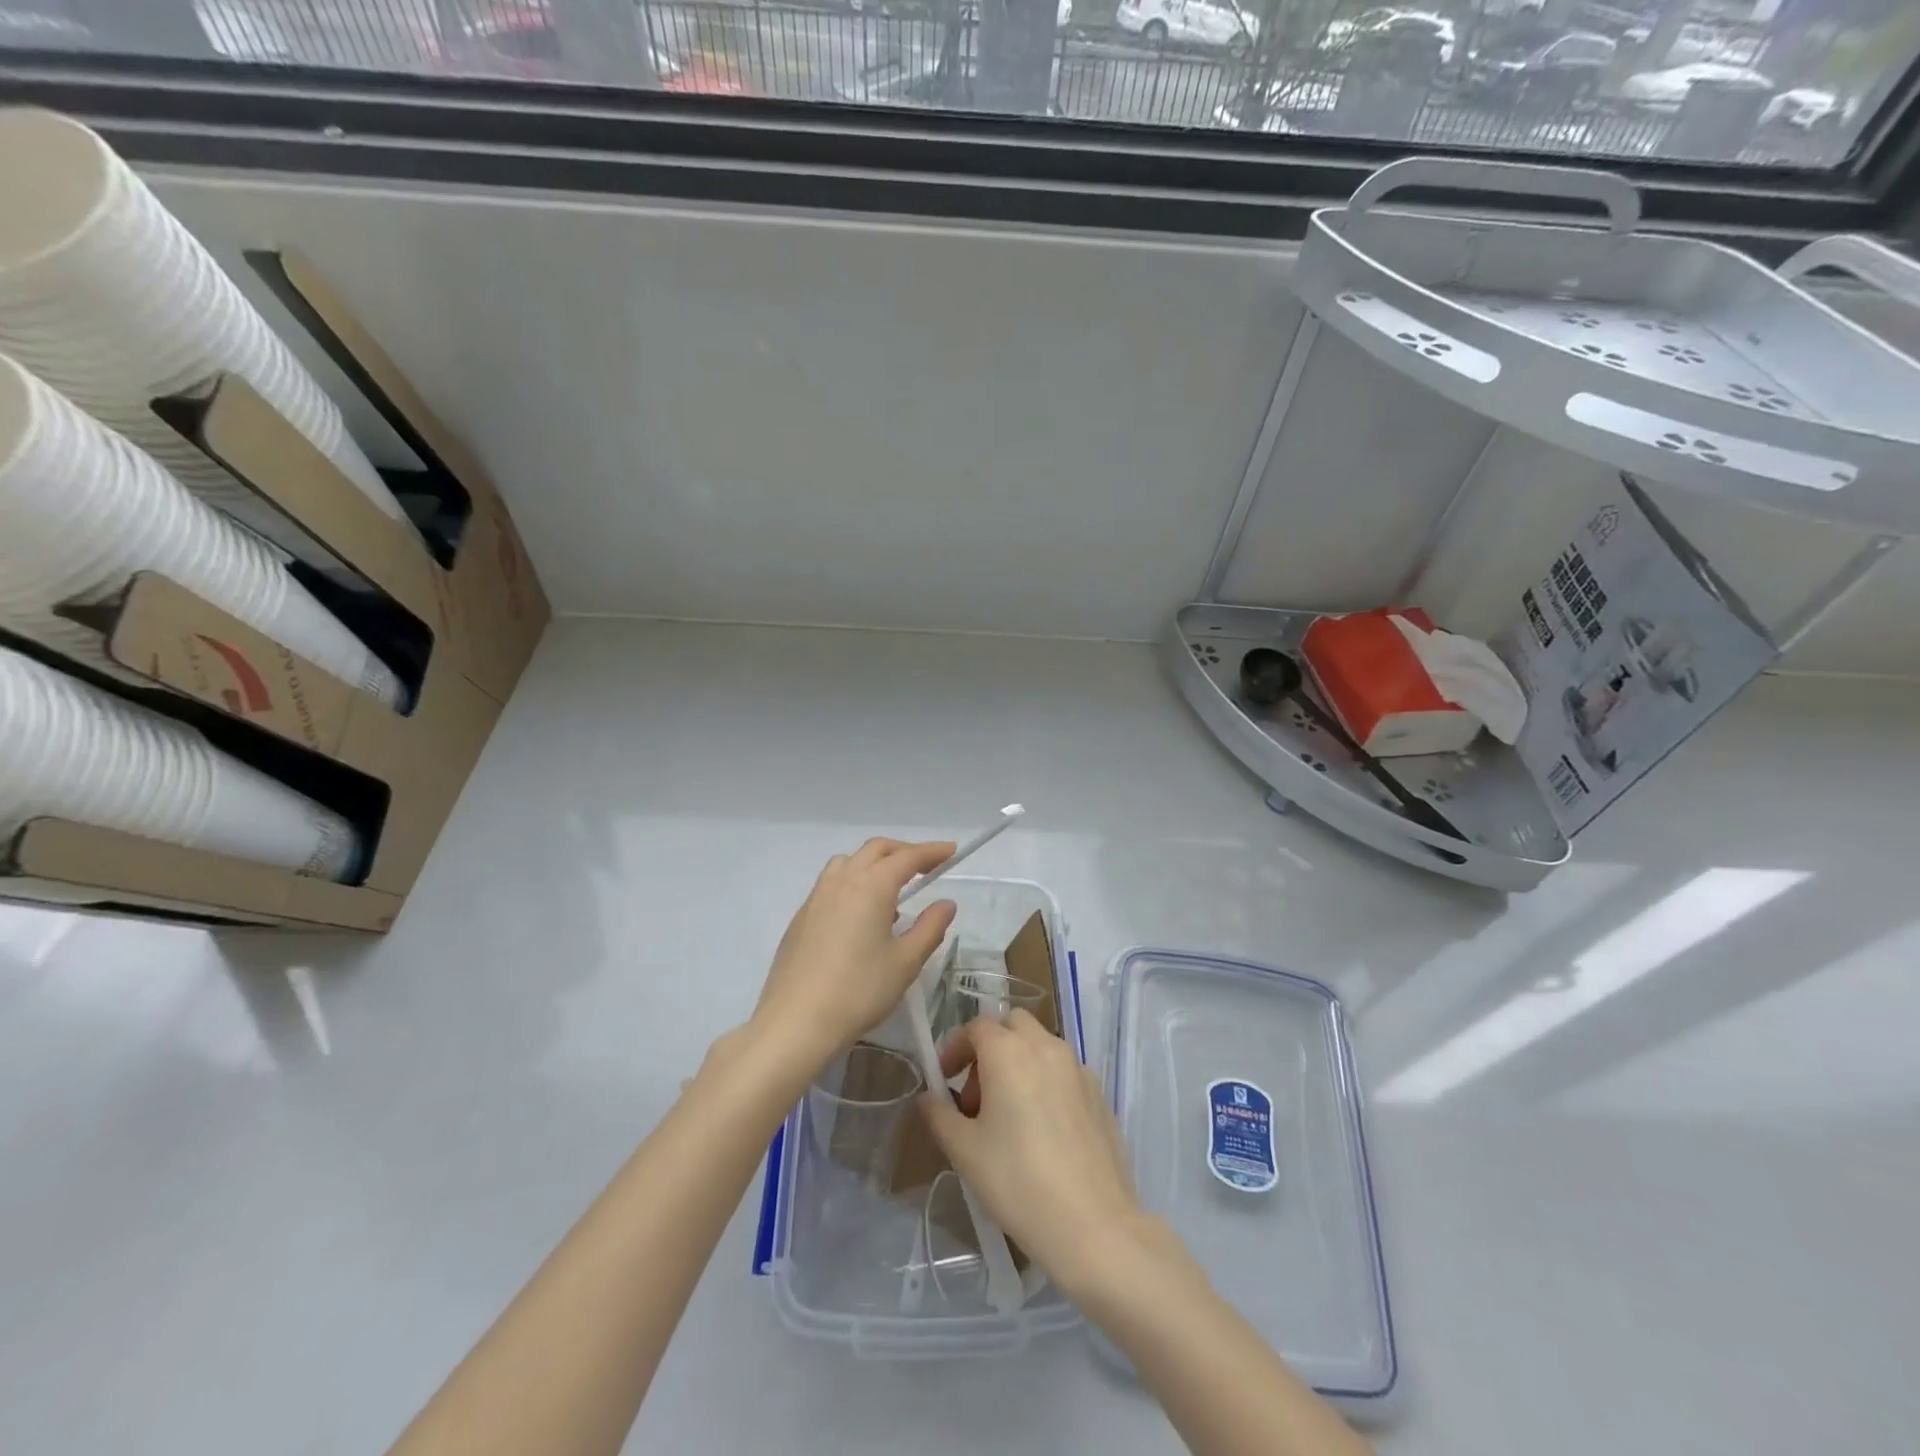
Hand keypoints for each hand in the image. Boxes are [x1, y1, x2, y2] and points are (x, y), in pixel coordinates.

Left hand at [751, 838, 956, 1069]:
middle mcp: (842, 881)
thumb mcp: (905, 962)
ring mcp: (817, 897)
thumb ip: (930, 927)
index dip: (932, 851)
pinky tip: (860, 915)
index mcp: (871, 886)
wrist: (796, 1020)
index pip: (907, 857)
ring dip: (874, 863)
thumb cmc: (859, 990)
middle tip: (926, 866)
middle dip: (903, 851)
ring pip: (849, 861)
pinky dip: (853, 881)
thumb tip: (946, 903)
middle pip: (876, 850)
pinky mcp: (801, 917)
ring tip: (891, 889)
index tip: (951, 851)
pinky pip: (832, 883)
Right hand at [919, 1009, 1149, 1297]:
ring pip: (1041, 1045)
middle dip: (990, 1047)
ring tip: (1009, 1115)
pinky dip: (1046, 1081)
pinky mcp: (1100, 1093)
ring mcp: (1078, 1068)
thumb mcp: (965, 1152)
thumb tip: (928, 1098)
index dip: (955, 1047)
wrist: (1094, 1225)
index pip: (976, 1028)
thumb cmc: (1019, 1182)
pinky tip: (1043, 1130)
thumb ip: (940, 1115)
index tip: (945, 1079)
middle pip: (1013, 1025)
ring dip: (1019, 1062)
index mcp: (1009, 1052)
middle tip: (978, 1094)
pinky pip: (1064, 1071)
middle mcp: (1046, 1047)